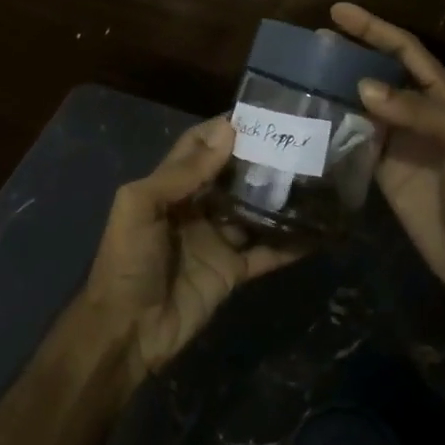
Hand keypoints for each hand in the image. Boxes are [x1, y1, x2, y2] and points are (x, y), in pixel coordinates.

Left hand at [79, 119, 301, 387]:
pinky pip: (265, 253)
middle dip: (260, 158)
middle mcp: (196, 208)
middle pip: (232, 176)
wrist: (127, 331)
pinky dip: (289, 244)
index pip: (198, 146)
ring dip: (279, 196)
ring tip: (316, 175)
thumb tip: (227, 132)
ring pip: (254, 211)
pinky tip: (318, 231)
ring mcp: (216, 240)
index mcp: (169, 188)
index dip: (223, 129)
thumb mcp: (141, 206)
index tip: (261, 113)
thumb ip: (182, 172)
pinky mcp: (232, 272)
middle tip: (299, 140)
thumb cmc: (127, 261)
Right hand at [331, 2, 444, 294]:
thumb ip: (423, 111)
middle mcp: (420, 112)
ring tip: (300, 72)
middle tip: (311, 42)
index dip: (374, 29)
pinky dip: (333, 125)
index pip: (406, 52)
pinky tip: (309, 116)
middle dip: (349, 52)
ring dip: (335, 87)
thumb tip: (363, 88)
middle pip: (379, 72)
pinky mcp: (382, 171)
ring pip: (361, 103)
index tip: (338, 12)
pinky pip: (353, 139)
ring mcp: (398, 142)